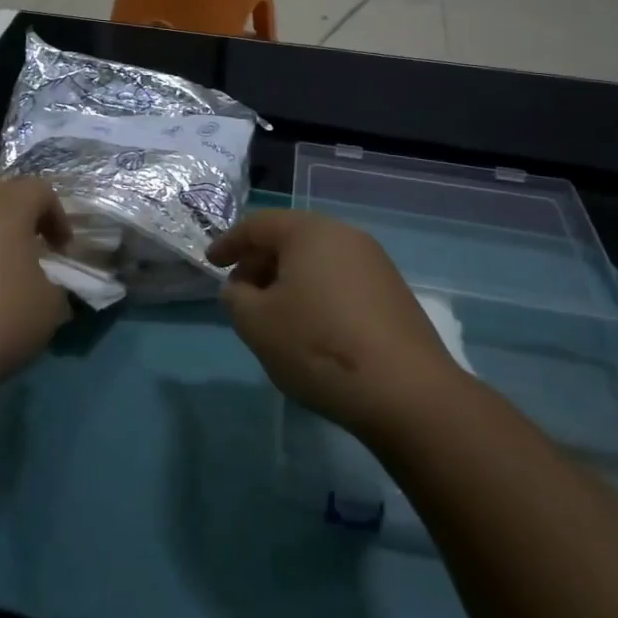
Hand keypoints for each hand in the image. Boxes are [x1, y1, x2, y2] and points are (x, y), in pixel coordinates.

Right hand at [209, 210, 461, 438]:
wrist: (406, 392)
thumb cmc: (318, 345)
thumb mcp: (256, 323)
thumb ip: (236, 298)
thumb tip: (240, 289)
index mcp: (309, 231)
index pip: (258, 225)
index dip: (229, 243)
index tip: (211, 264)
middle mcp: (345, 235)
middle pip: (290, 238)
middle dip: (259, 263)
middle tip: (240, 293)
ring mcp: (375, 263)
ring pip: (317, 261)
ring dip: (288, 280)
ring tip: (273, 314)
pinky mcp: (393, 294)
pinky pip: (340, 280)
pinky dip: (316, 294)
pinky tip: (310, 328)